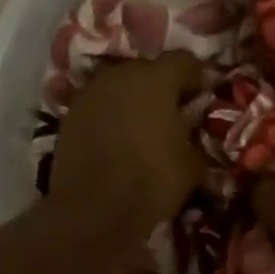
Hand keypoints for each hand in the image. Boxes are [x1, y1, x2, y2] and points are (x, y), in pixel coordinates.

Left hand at [48, 52, 205, 242]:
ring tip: (145, 127)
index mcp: (155, 78)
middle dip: (164, 88)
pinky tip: (119, 139)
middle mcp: (119, 75)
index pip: (185, 61)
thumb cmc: (151, 181)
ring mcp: (89, 93)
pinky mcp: (69, 115)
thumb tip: (192, 130)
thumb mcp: (192, 164)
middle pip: (148, 71)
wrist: (92, 212)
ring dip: (134, 101)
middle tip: (176, 113)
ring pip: (120, 87)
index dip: (199, 77)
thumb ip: (195, 136)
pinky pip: (99, 107)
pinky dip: (111, 116)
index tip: (206, 96)